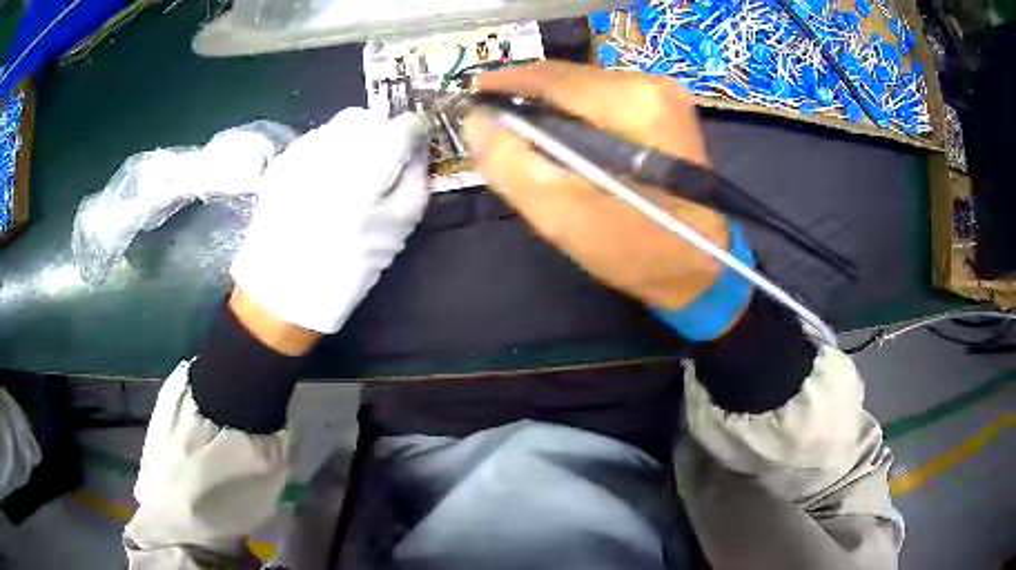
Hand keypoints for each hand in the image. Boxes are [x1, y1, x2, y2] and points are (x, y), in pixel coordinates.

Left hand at [231, 109, 429, 334]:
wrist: (282, 291)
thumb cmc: (345, 269)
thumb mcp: (396, 232)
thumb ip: (415, 184)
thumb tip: (420, 151)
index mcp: (366, 173)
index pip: (401, 128)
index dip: (415, 130)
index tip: (418, 140)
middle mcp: (331, 152)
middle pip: (369, 116)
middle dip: (384, 129)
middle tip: (387, 154)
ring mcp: (302, 153)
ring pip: (341, 122)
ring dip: (357, 134)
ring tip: (357, 165)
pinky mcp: (283, 161)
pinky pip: (317, 136)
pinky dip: (332, 144)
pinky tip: (329, 173)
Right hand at [463, 61, 728, 310]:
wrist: (700, 270)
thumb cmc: (638, 251)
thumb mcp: (565, 217)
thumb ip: (513, 165)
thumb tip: (476, 121)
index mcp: (633, 104)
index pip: (553, 78)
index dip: (505, 83)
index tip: (469, 94)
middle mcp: (652, 86)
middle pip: (569, 78)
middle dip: (526, 97)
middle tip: (491, 121)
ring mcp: (663, 96)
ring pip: (584, 87)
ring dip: (549, 107)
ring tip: (520, 133)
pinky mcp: (666, 110)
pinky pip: (603, 100)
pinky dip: (574, 115)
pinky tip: (560, 139)